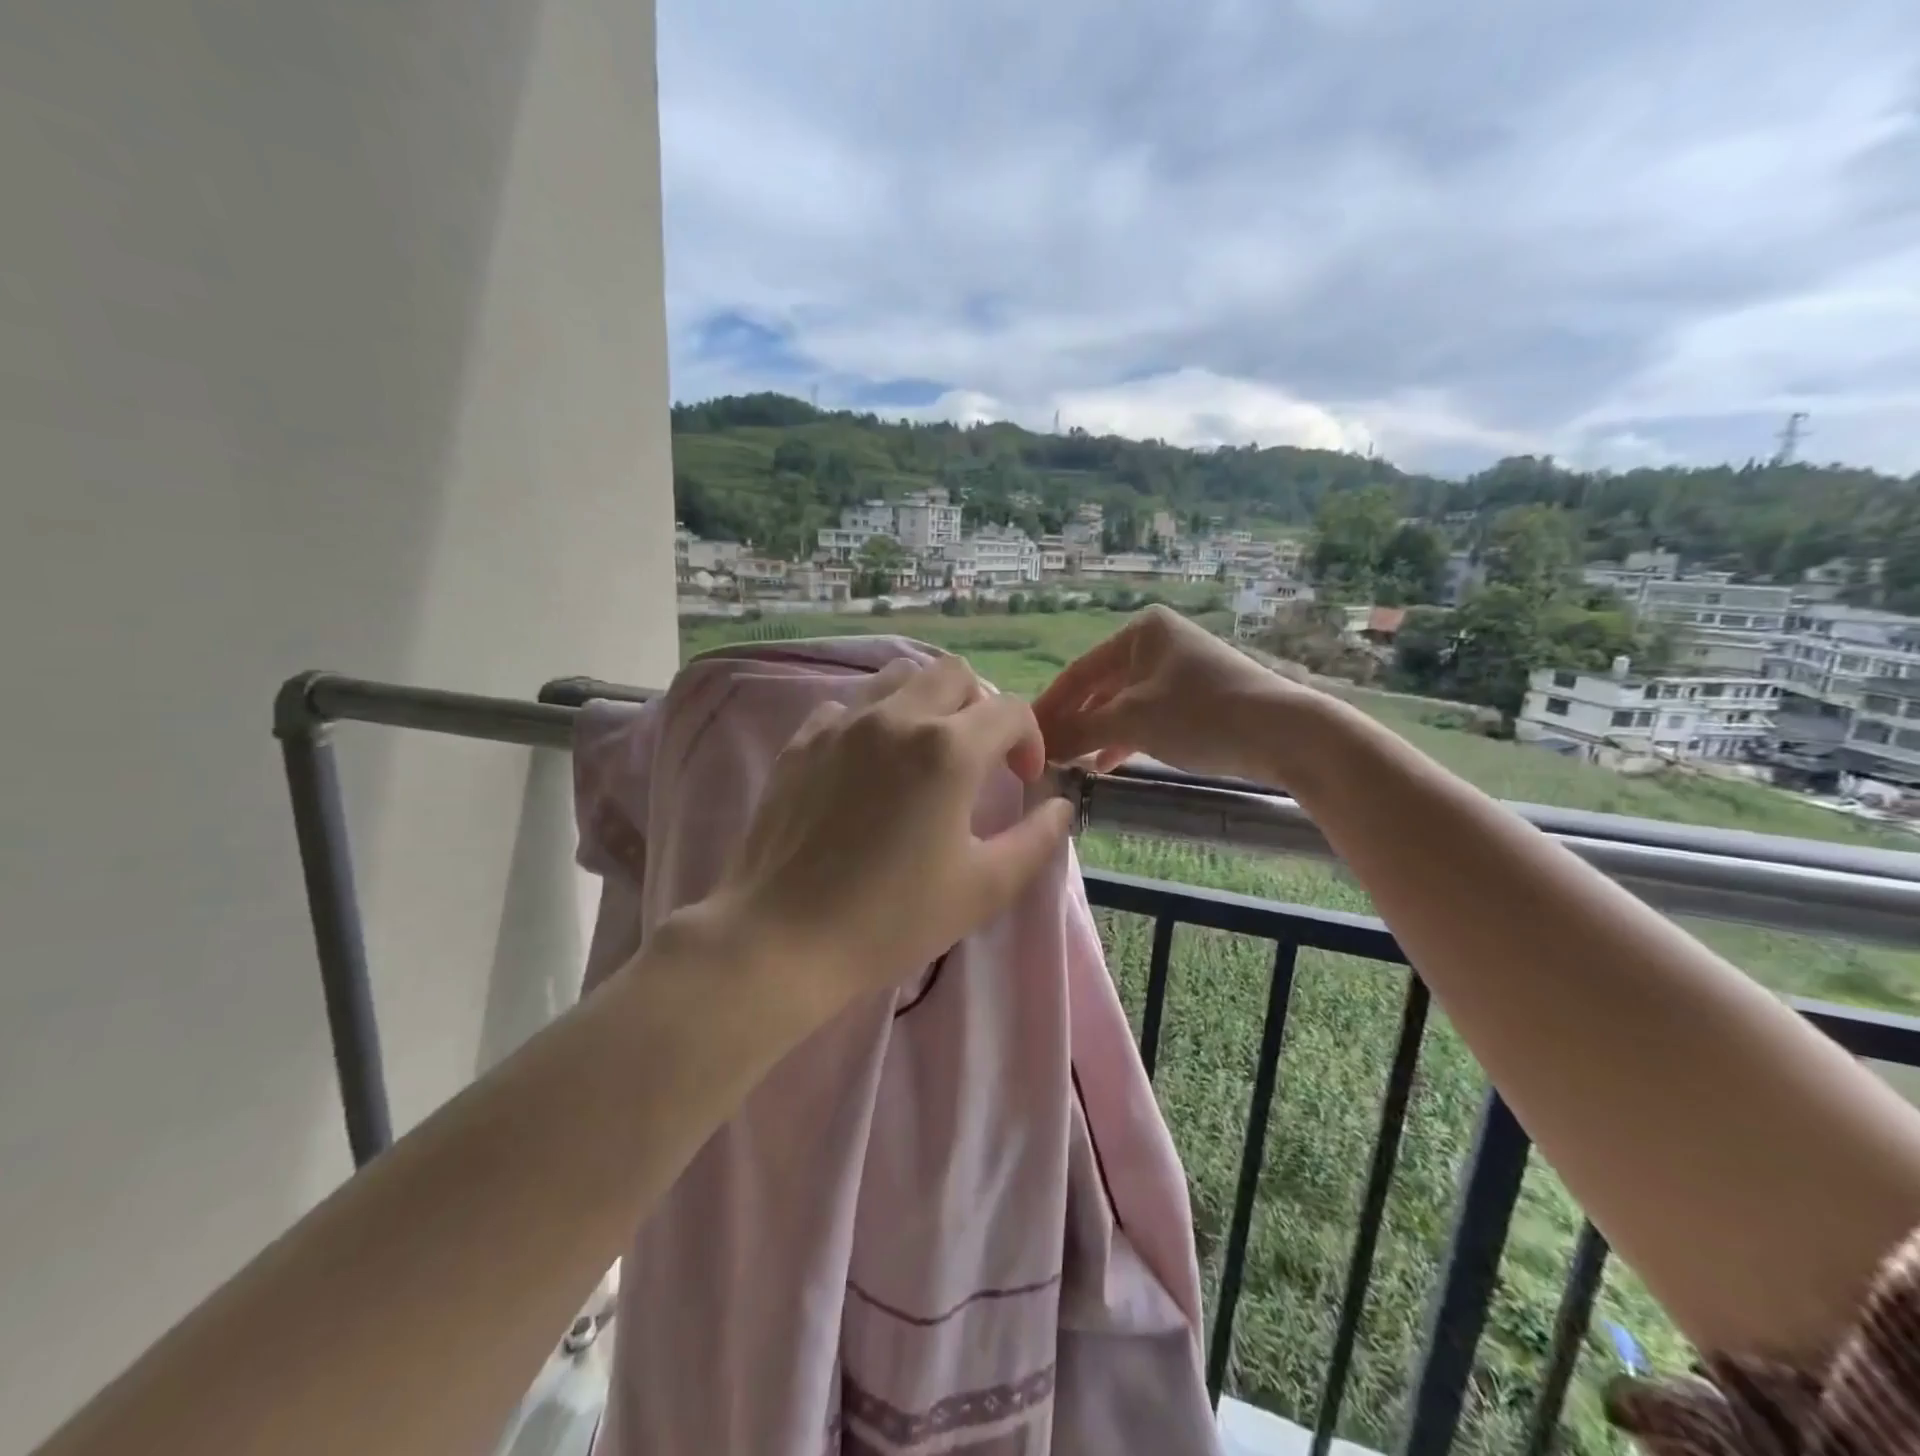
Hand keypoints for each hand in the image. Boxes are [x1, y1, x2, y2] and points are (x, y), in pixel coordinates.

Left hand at [696, 656, 1074, 1021]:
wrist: (783, 939)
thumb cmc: (892, 919)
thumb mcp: (984, 887)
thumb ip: (1036, 838)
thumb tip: (1059, 805)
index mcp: (947, 749)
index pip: (1010, 710)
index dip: (1029, 740)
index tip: (1023, 780)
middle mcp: (895, 718)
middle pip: (954, 673)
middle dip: (980, 706)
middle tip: (979, 757)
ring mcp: (841, 723)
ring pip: (898, 677)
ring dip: (927, 702)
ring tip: (926, 751)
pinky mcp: (802, 741)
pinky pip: (848, 706)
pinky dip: (873, 721)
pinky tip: (868, 766)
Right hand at [1034, 606, 1317, 782]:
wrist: (1284, 732)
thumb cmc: (1201, 714)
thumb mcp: (1132, 721)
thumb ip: (1080, 731)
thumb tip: (1039, 747)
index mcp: (1141, 632)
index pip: (1079, 671)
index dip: (1050, 706)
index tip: (1026, 736)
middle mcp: (1158, 644)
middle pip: (1100, 687)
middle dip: (1073, 722)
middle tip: (1046, 754)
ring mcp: (1178, 672)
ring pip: (1122, 705)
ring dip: (1096, 734)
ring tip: (1071, 763)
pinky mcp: (1195, 700)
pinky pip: (1146, 717)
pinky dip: (1124, 739)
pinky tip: (1107, 764)